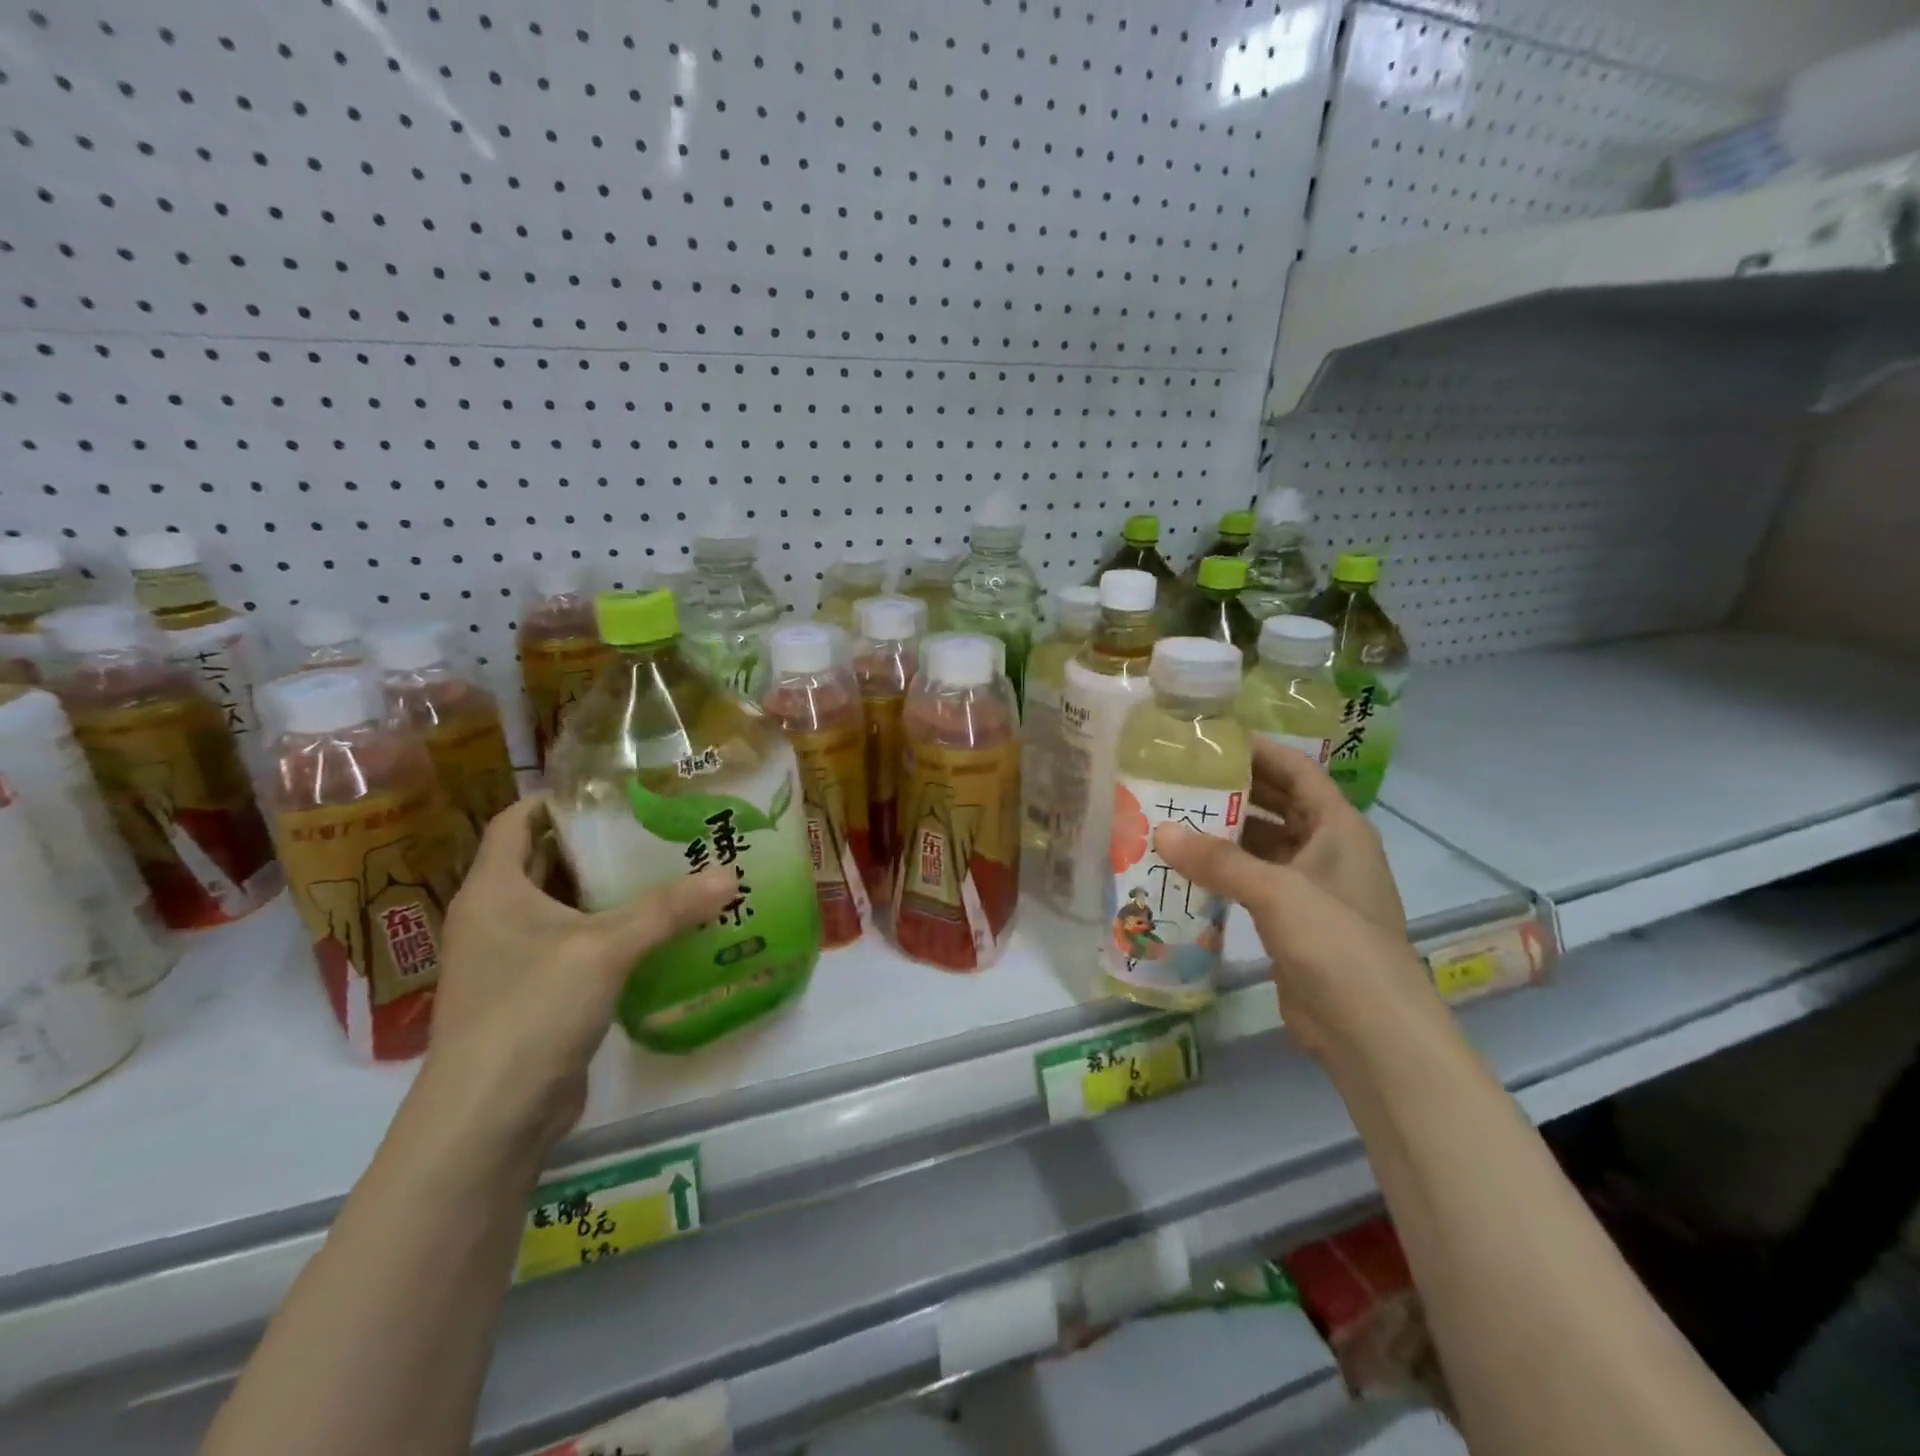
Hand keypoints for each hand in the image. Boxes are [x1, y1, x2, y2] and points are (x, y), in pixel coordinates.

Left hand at [427, 795, 733, 1152]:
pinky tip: (660, 930)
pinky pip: (578, 946)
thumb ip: (668, 909)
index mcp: (494, 890)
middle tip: (658, 825)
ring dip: (611, 890)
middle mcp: (497, 917)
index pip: (516, 820)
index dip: (557, 797)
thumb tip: (731, 875)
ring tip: (669, 868)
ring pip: (567, 906)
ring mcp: (514, 960)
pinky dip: (613, 932)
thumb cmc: (531, 1012)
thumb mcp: (605, 949)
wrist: (489, 1120)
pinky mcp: (536, 995)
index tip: (613, 786)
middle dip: (599, 842)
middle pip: (548, 860)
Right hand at [1157, 741, 1435, 1057]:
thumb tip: (1160, 830)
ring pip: (1264, 844)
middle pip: (1278, 804)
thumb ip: (1218, 860)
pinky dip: (1226, 871)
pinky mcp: (1294, 920)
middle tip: (1180, 776)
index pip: (1297, 771)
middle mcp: (1328, 850)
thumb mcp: (1277, 892)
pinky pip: (1255, 881)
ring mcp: (1312, 888)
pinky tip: (1187, 868)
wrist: (1370, 1030)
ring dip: (1226, 833)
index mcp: (1339, 828)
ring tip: (1173, 817)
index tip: (1211, 738)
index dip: (1260, 750)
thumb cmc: (1336, 944)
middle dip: (1235, 789)